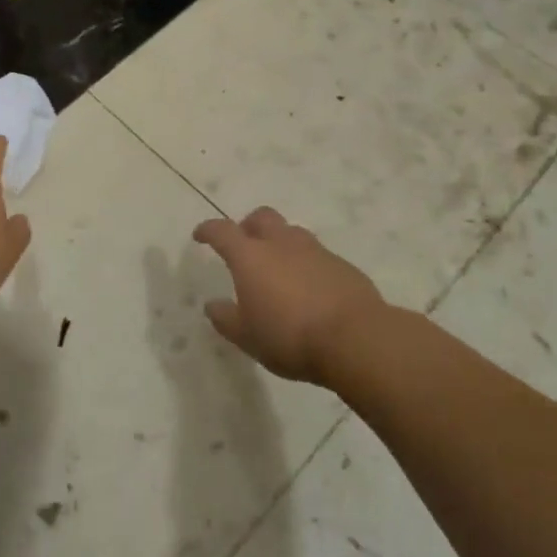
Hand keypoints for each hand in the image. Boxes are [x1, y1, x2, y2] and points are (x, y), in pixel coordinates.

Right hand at [192, 207, 388, 384]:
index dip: (208, 230)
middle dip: (248, 226)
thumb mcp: (247, 337)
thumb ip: (226, 318)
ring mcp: (315, 251)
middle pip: (261, 217)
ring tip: (278, 268)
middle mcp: (282, 244)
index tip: (200, 235)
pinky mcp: (342, 265)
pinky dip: (306, 263)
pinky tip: (309, 288)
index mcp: (251, 256)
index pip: (222, 231)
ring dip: (280, 242)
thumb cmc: (290, 337)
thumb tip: (212, 305)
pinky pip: (317, 255)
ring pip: (292, 232)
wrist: (356, 339)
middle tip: (244, 246)